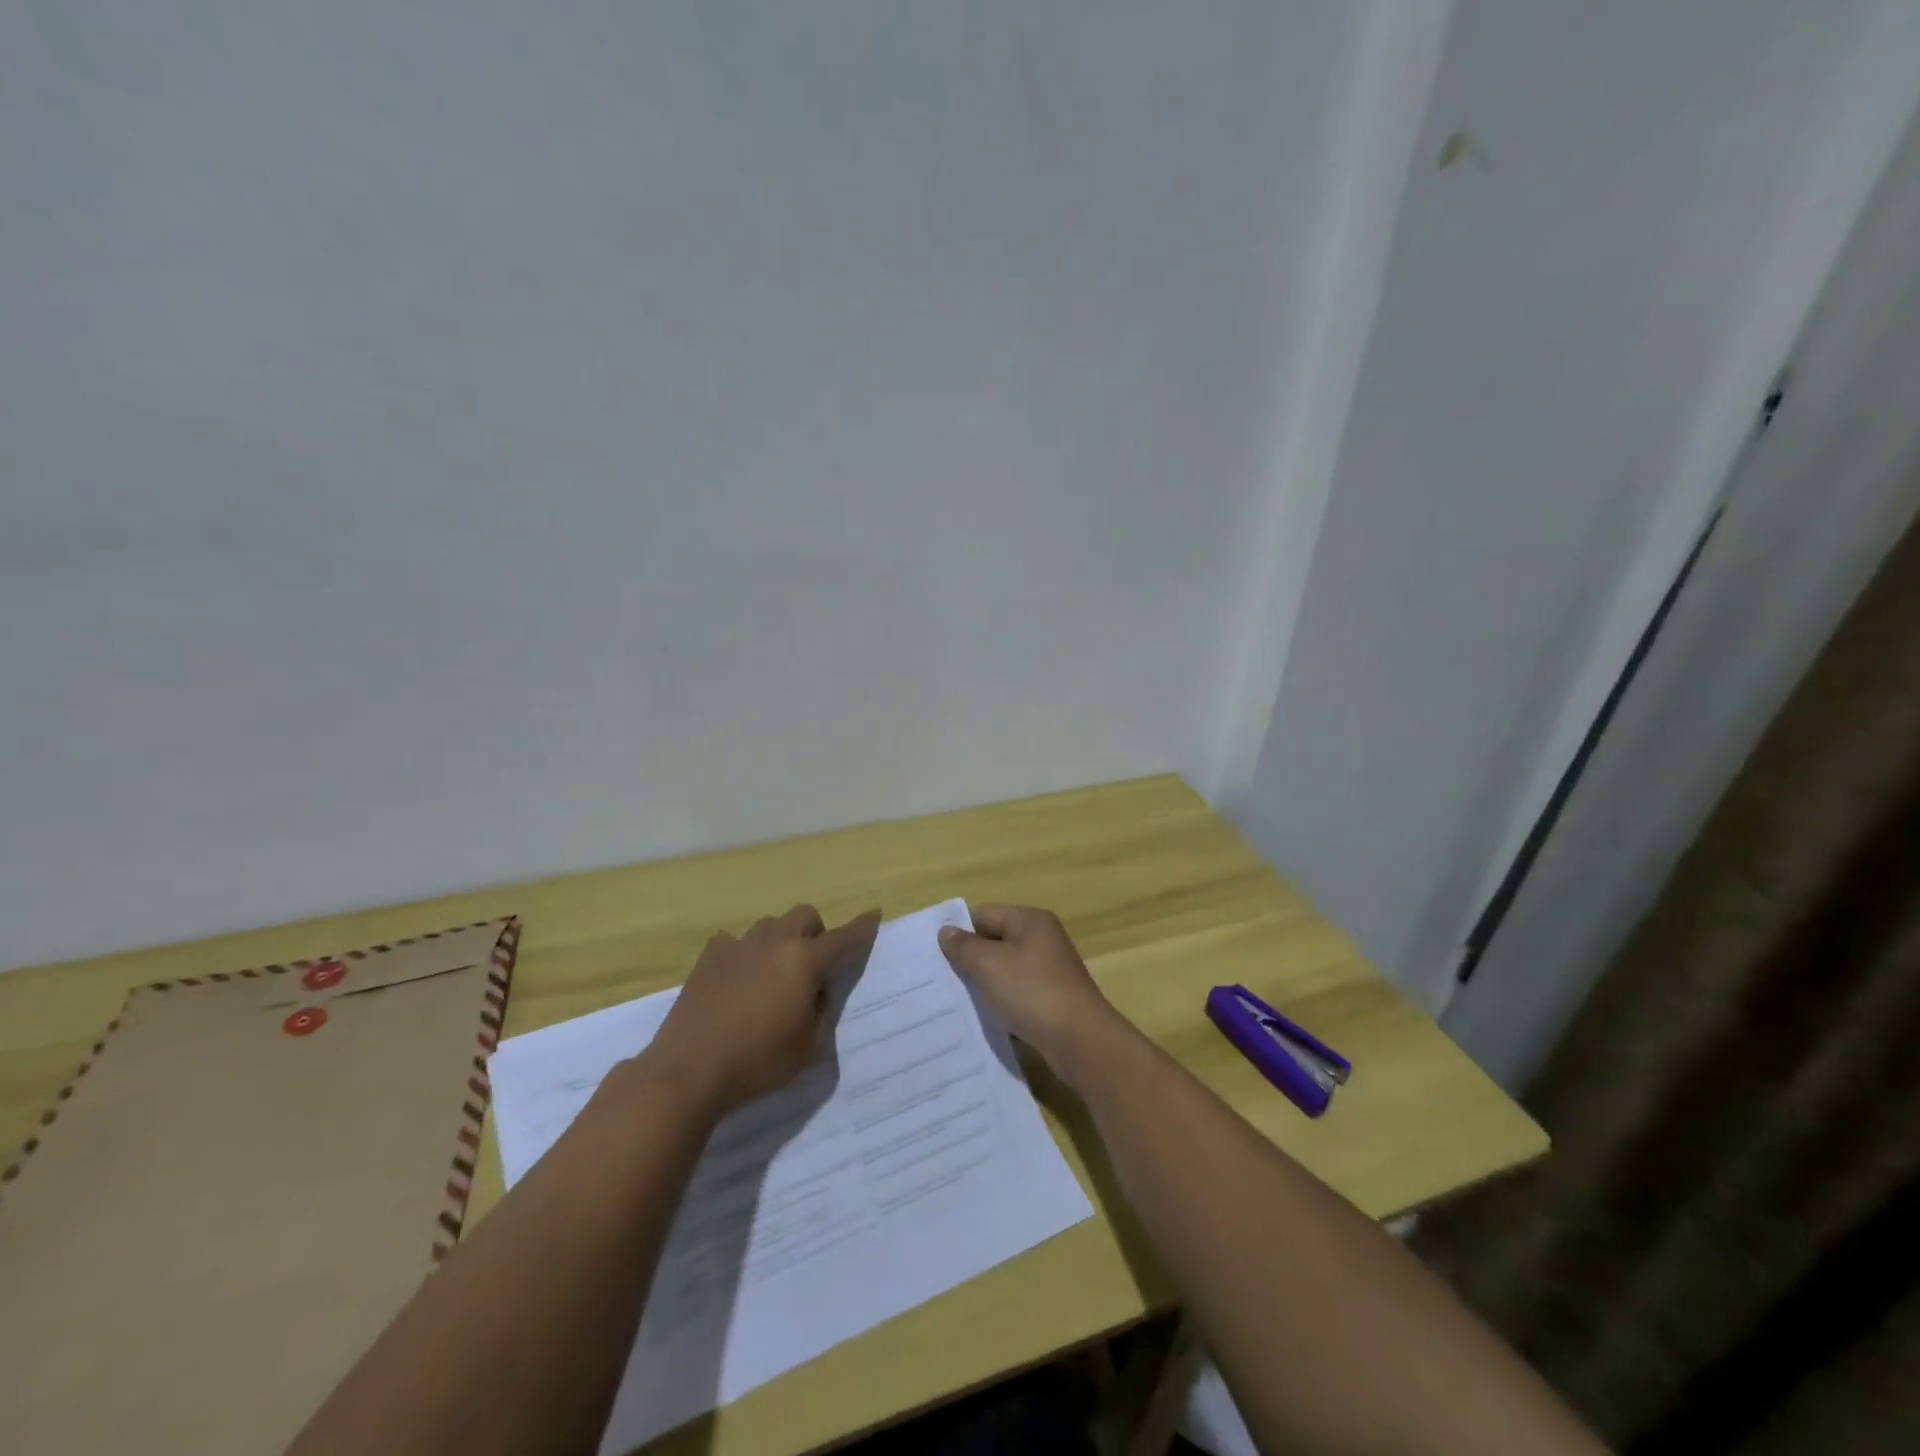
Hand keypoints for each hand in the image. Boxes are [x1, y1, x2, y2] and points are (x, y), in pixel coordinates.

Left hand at [642, 905, 880, 1116]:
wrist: (688, 1070)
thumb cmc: (757, 1062)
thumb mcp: (808, 1047)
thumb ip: (821, 1011)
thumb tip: (816, 991)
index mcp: (804, 961)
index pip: (843, 938)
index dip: (862, 927)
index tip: (874, 914)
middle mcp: (774, 942)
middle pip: (804, 915)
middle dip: (815, 933)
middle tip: (811, 966)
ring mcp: (738, 946)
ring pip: (769, 925)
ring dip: (780, 940)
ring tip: (773, 973)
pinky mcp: (709, 958)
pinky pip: (734, 941)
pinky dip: (744, 953)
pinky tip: (737, 978)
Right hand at [938, 904, 1129, 1082]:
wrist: (1080, 1040)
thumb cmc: (1032, 992)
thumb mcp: (989, 965)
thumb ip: (964, 946)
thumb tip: (946, 931)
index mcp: (1030, 921)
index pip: (984, 914)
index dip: (960, 931)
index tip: (936, 955)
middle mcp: (1042, 939)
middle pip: (995, 940)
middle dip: (971, 959)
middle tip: (943, 979)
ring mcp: (1049, 970)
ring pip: (1005, 969)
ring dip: (985, 983)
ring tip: (959, 1000)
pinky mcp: (1052, 999)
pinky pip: (1017, 993)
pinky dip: (1002, 1002)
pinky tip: (987, 1017)